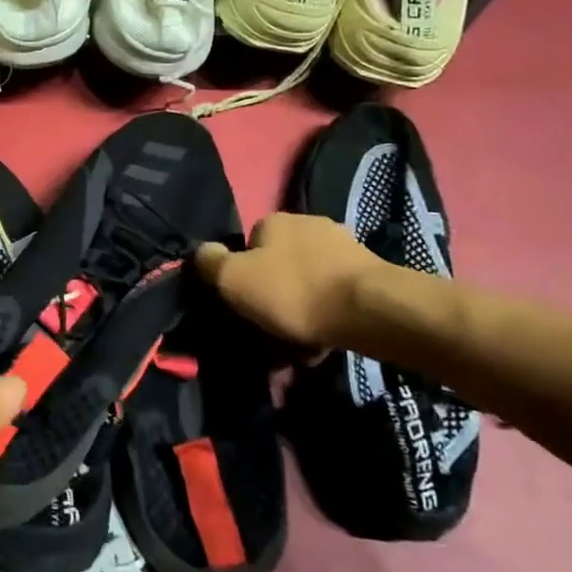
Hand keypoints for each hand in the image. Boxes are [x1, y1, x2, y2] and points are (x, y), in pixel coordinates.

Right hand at [196, 213, 389, 350]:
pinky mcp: (368, 273)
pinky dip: (326, 318)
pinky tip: (325, 344)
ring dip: (300, 311)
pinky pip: (334, 297)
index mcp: (274, 221)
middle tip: (270, 332)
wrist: (370, 310)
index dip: (243, 277)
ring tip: (299, 349)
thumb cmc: (294, 291)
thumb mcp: (235, 280)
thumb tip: (201, 252)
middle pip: (279, 265)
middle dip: (274, 297)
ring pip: (308, 283)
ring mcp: (342, 247)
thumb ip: (210, 263)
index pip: (248, 246)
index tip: (245, 307)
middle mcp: (308, 224)